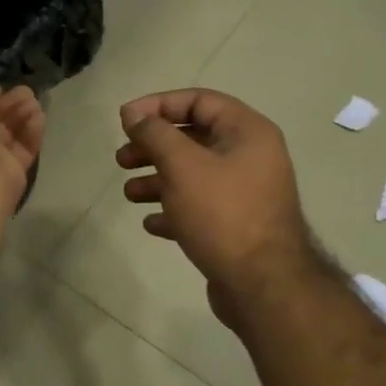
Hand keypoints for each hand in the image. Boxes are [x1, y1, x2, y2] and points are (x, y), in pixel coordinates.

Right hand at [116, 89, 316, 322]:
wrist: (263, 285)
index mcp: (247, 132)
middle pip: (193, 138)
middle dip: (153, 146)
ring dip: (157, 179)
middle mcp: (250, 157)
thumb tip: (133, 114)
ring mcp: (245, 193)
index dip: (158, 105)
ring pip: (193, 174)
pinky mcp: (236, 226)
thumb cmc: (222, 214)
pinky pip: (199, 207)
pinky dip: (173, 210)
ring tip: (129, 193)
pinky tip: (151, 223)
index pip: (199, 100)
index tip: (124, 120)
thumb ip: (155, 134)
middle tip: (122, 158)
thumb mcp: (182, 166)